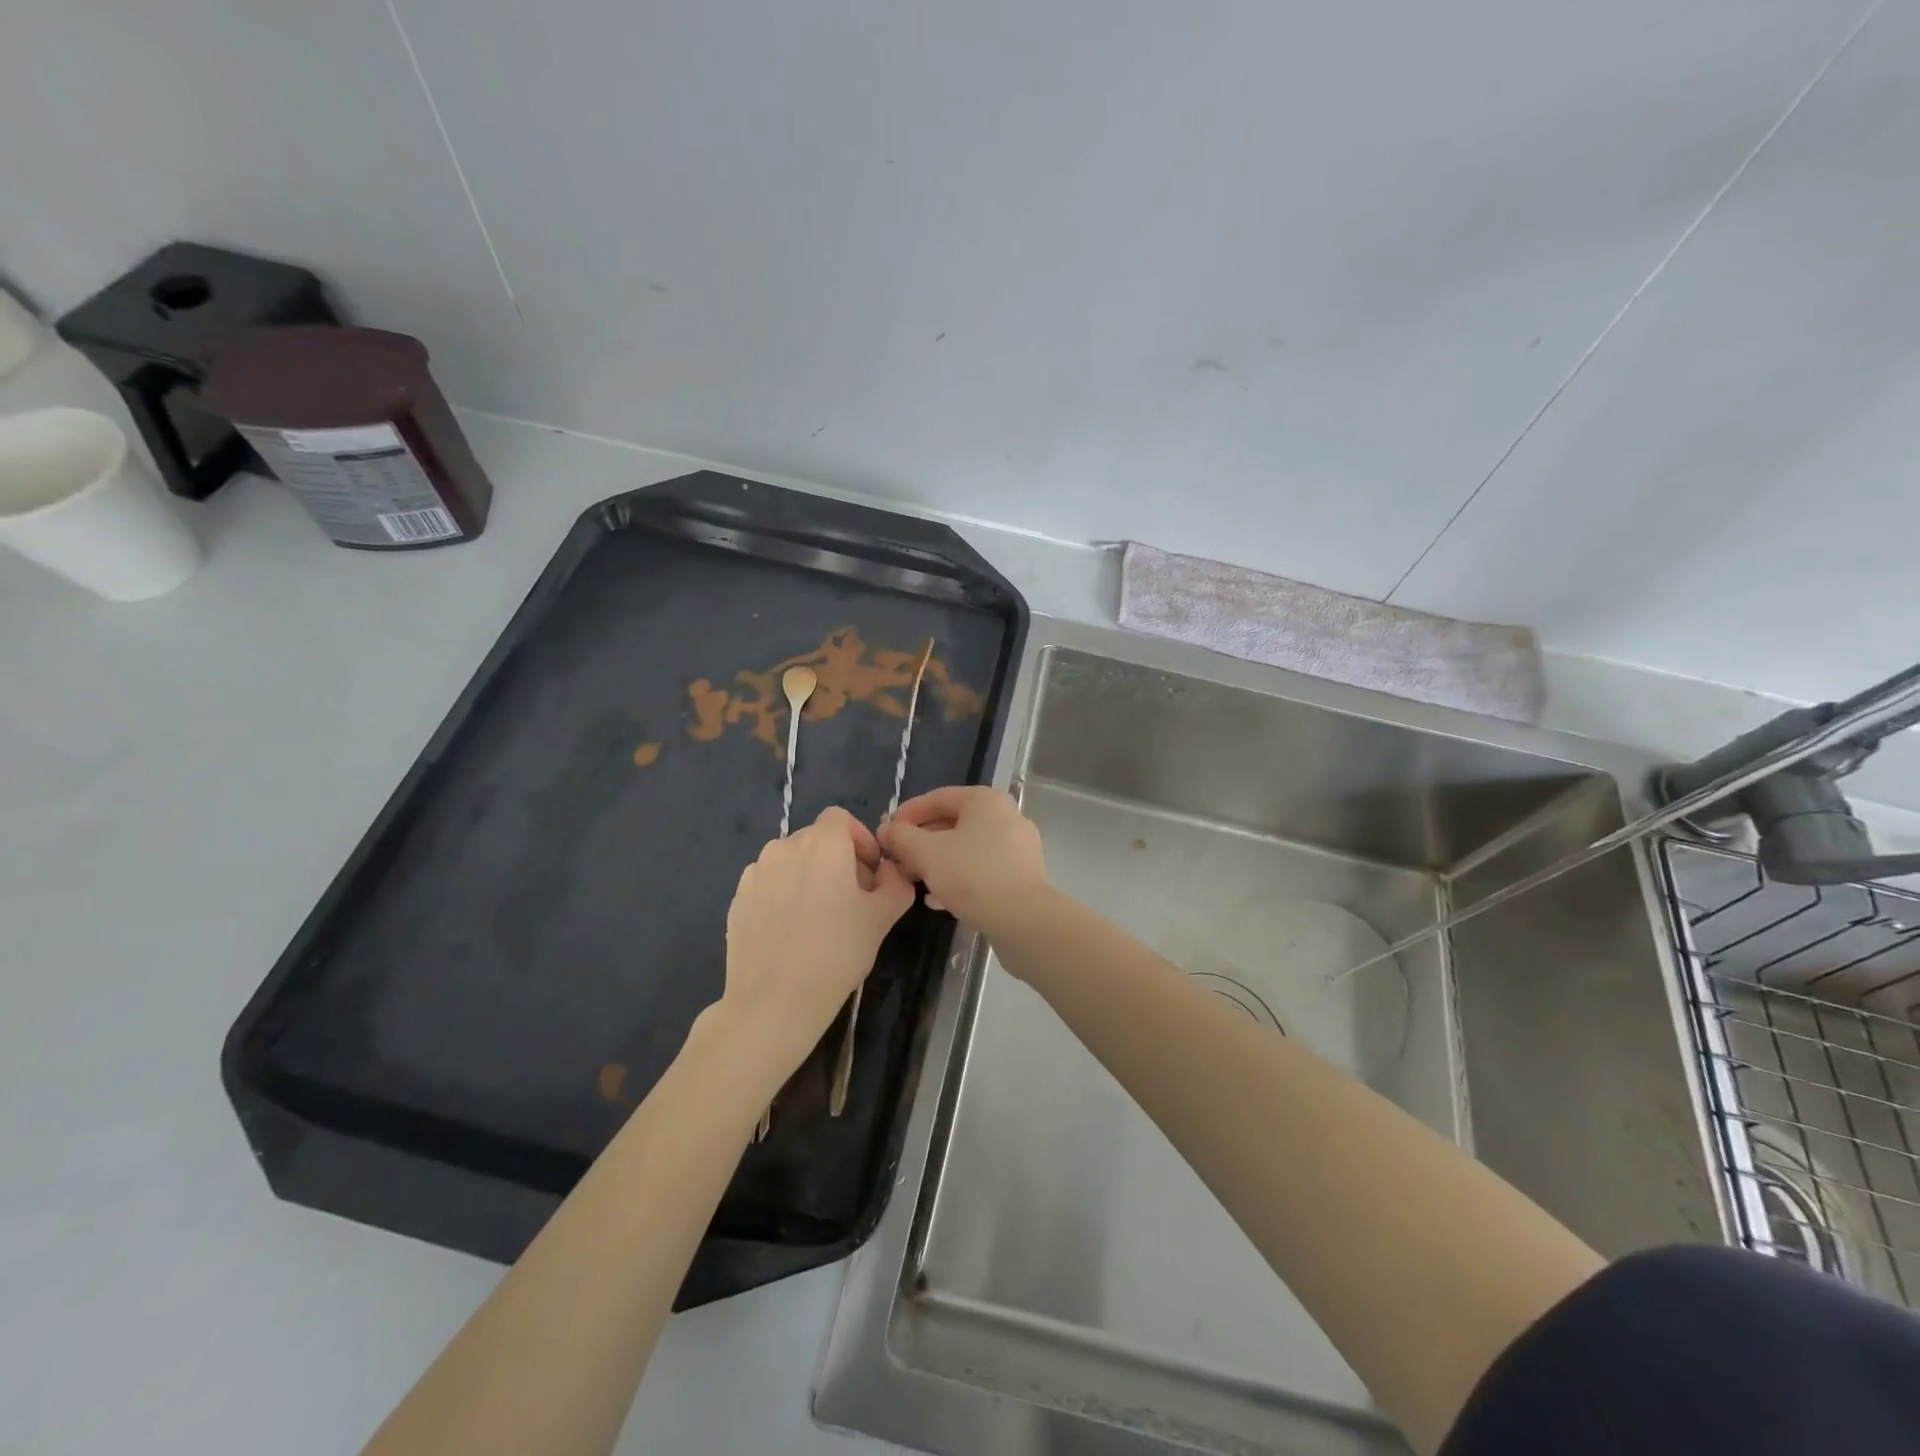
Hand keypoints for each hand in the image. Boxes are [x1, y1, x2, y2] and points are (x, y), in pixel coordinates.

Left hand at [717, 807, 914, 1081]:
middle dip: (837, 859)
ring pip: (790, 861)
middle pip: (816, 838)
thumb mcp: (882, 917)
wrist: (774, 1001)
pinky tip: (791, 931)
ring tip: (819, 916)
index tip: (870, 873)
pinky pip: (768, 884)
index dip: (860, 839)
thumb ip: (896, 883)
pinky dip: (783, 895)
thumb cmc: (837, 952)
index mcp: (823, 844)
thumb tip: (892, 872)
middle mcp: (784, 847)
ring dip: (808, 875)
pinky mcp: (737, 899)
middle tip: (851, 898)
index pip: (841, 818)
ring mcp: (756, 873)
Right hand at [877, 787, 1047, 931]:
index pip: (937, 798)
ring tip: (914, 881)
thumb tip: (886, 829)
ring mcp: (1018, 846)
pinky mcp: (1022, 874)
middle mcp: (1005, 815)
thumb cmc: (972, 875)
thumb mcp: (926, 853)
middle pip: (952, 823)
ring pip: (966, 848)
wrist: (1023, 920)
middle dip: (920, 842)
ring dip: (937, 862)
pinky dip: (958, 877)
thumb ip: (901, 837)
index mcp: (984, 800)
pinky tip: (939, 899)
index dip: (907, 814)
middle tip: (898, 861)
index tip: (886, 834)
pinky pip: (982, 868)